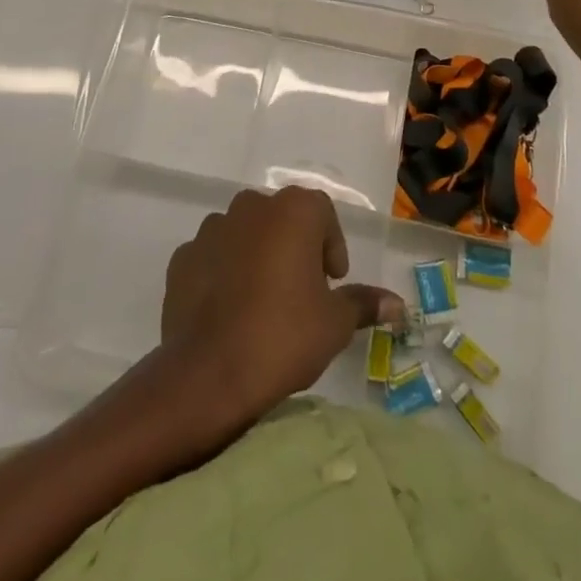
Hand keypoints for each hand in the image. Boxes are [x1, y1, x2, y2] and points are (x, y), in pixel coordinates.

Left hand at [160, 188, 402, 428]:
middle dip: (294, 246)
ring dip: (257, 256)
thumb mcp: (335, 324)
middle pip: (282, 218)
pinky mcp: (183, 257)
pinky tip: (230, 310)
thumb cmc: (284, 336)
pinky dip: (224, 272)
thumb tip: (397, 304)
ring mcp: (212, 229)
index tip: (332, 282)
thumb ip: (364, 303)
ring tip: (263, 302)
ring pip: (245, 233)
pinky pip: (214, 256)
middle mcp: (251, 206)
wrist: (208, 373)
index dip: (331, 245)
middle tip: (302, 291)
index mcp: (293, 211)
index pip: (322, 212)